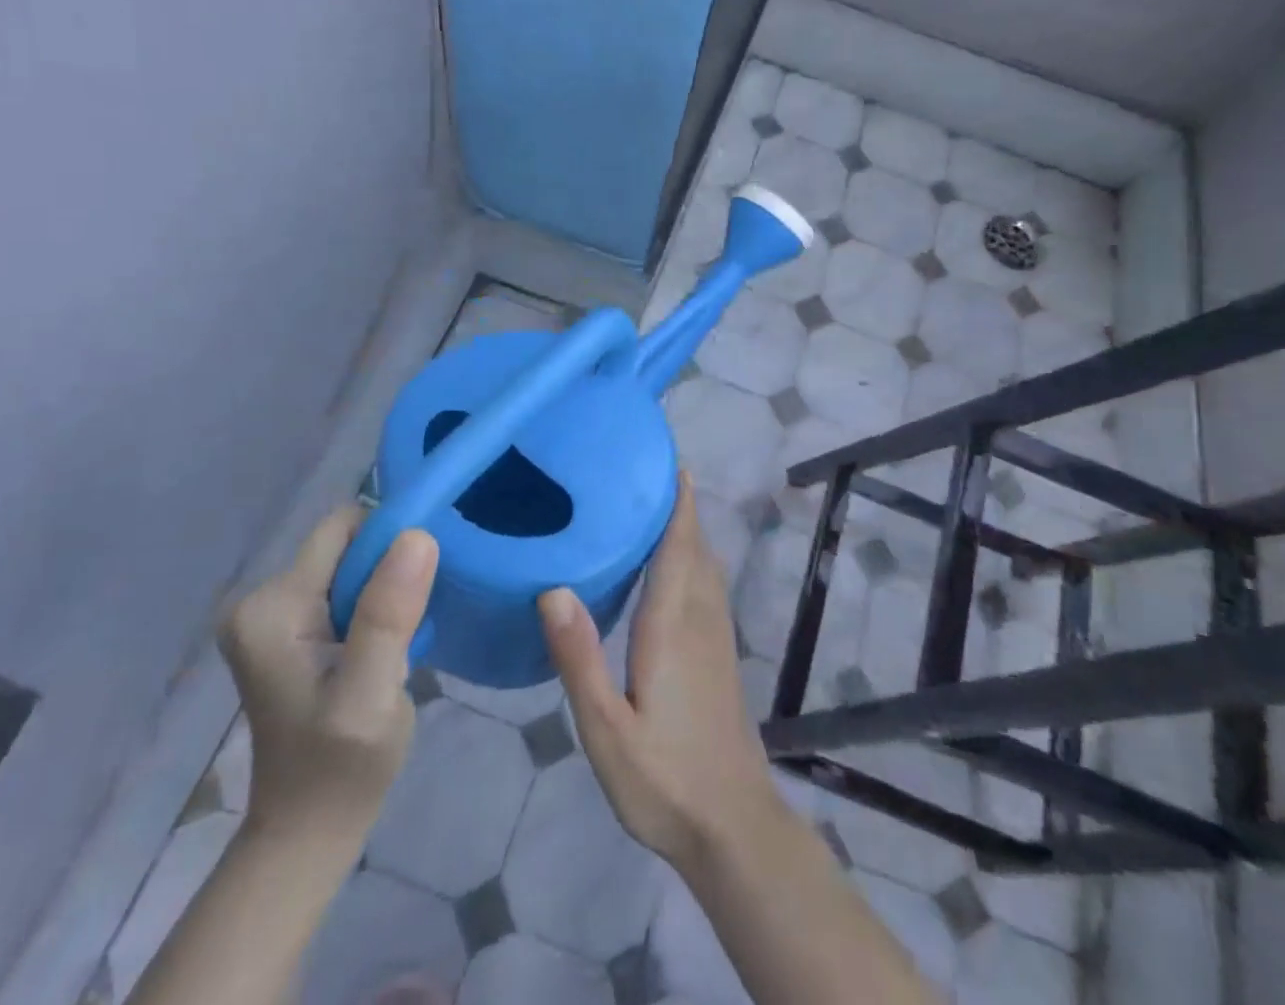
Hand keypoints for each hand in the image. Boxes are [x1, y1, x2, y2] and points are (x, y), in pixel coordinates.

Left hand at [218, 507, 437, 836]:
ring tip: (403, 638)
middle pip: (348, 544)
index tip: (424, 581)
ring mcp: (274, 615)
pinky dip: (376, 605)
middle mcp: (262, 599)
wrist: (310, 829)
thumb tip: (417, 534)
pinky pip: (348, 587)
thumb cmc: (341, 767)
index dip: (391, 541)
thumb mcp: (371, 694)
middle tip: (414, 622)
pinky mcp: (291, 629)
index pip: (343, 529)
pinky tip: (387, 645)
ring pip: (353, 564)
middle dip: (390, 570)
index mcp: (271, 607)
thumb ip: (388, 614)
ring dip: (387, 590)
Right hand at [539, 473, 781, 875]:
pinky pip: (708, 586)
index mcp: (672, 623)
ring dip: (688, 529)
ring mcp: (716, 635)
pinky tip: (671, 567)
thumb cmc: (664, 777)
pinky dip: (693, 558)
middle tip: (644, 471)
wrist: (731, 823)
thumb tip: (552, 588)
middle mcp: (700, 617)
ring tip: (653, 505)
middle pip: (694, 546)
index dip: (676, 501)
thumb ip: (580, 658)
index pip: (678, 545)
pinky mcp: (720, 654)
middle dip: (678, 505)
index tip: (666, 460)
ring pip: (705, 565)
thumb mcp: (606, 728)